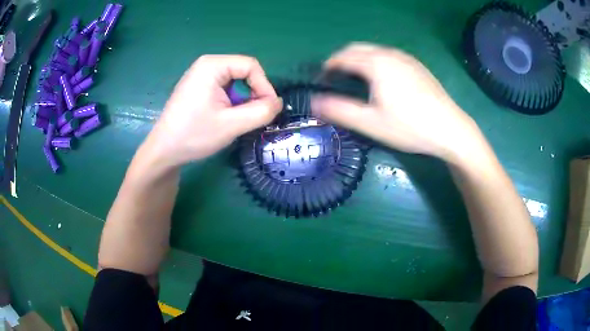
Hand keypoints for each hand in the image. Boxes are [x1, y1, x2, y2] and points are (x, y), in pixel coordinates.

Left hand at [145, 55, 281, 167]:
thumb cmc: (194, 135)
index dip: (265, 86)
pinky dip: (231, 102)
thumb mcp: (232, 125)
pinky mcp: (198, 87)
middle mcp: (207, 65)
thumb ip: (261, 112)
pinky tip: (225, 118)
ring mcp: (200, 76)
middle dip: (253, 94)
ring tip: (237, 120)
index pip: (251, 66)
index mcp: (212, 65)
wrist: (164, 151)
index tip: (269, 109)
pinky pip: (224, 88)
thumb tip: (279, 103)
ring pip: (235, 82)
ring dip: (242, 100)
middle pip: (243, 72)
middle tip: (253, 117)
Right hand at [312, 43, 480, 162]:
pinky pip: (388, 56)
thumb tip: (313, 103)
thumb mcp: (371, 123)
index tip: (321, 80)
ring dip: (359, 60)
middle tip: (335, 78)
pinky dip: (375, 61)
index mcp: (376, 63)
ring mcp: (406, 58)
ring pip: (374, 51)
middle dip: (342, 60)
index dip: (328, 66)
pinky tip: (381, 80)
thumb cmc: (409, 127)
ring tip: (355, 79)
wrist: (450, 128)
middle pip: (357, 49)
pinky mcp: (417, 65)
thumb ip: (339, 110)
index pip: (343, 57)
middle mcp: (390, 54)